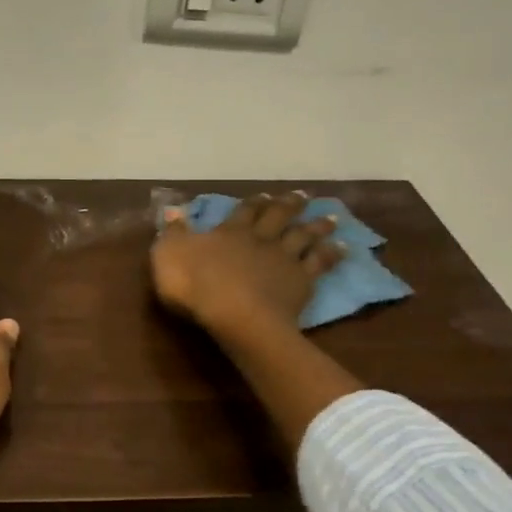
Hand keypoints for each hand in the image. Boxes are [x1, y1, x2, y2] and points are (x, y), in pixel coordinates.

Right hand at [150, 192, 344, 338]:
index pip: (243, 212)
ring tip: (331, 217)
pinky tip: (343, 248)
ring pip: (304, 236)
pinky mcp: (301, 281)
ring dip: (317, 225)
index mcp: (229, 232)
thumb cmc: (195, 286)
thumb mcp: (169, 255)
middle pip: (278, 217)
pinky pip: (321, 263)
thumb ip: (172, 233)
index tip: (264, 196)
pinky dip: (332, 254)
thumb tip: (173, 211)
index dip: (253, 203)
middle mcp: (260, 239)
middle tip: (302, 196)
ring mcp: (284, 259)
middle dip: (290, 205)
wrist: (235, 315)